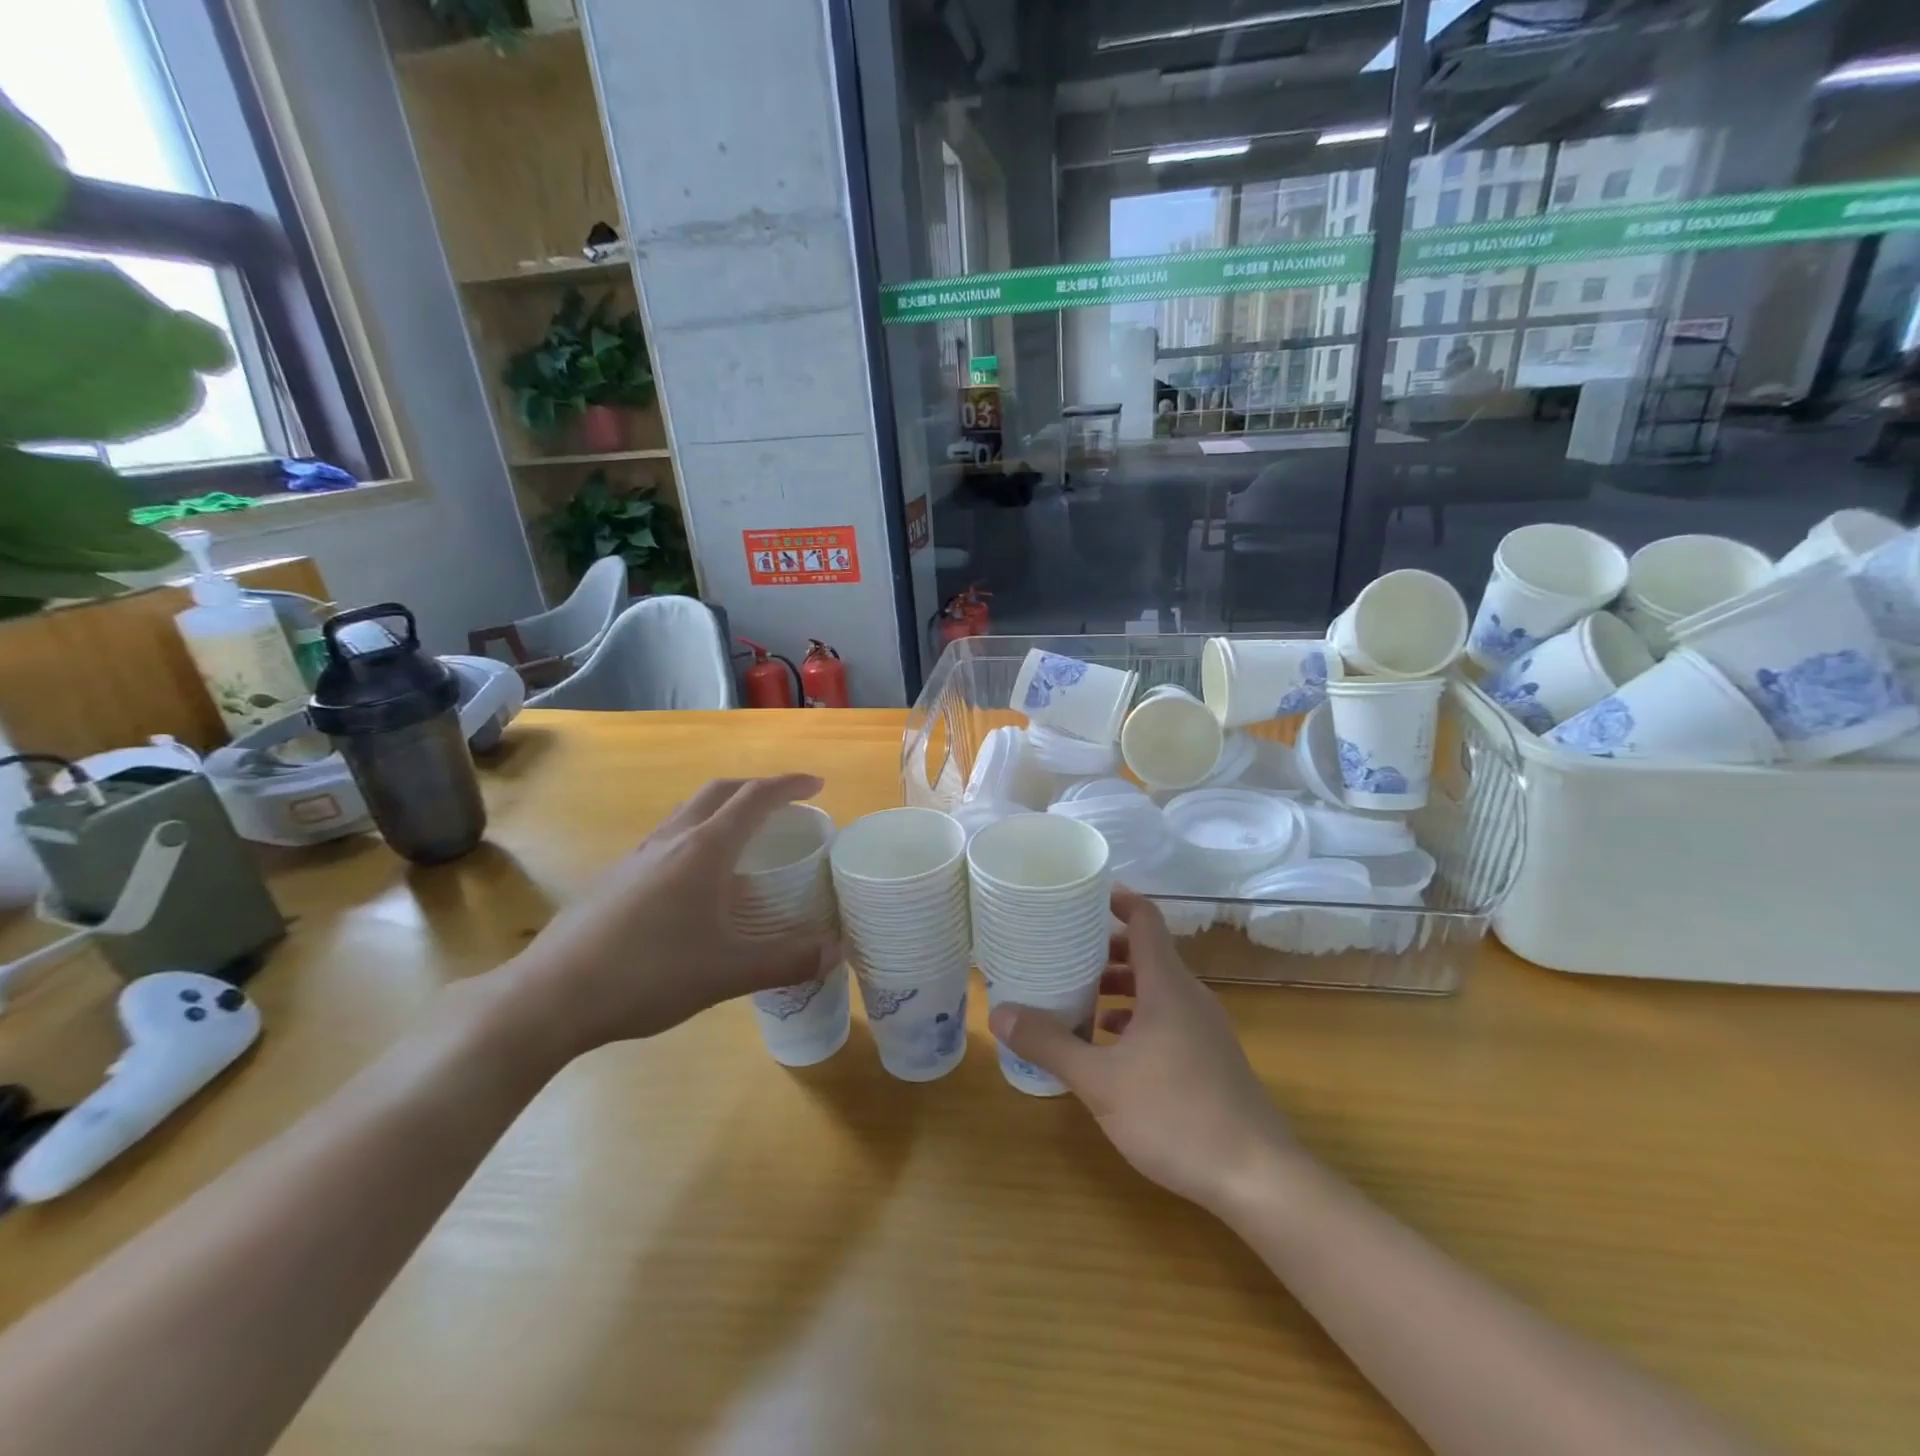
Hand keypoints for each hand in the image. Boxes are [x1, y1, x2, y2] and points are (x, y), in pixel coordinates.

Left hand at [501, 776, 837, 1055]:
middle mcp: (671, 840)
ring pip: (689, 812)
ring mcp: (638, 857)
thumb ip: (786, 961)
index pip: (754, 799)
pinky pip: (668, 838)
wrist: (550, 996)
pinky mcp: (616, 878)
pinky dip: (698, 837)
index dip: (788, 786)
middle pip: (719, 792)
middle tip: (785, 805)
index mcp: (703, 850)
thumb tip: (836, 952)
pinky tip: (698, 881)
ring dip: (723, 810)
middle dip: (756, 788)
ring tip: (746, 838)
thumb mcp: (727, 972)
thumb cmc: (648, 974)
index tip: (816, 786)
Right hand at [987, 887, 1299, 1212]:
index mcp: (1167, 986)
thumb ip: (1050, 1044)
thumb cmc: (1176, 1116)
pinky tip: (1110, 1047)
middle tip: (1063, 953)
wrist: (1259, 1178)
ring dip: (1119, 988)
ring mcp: (1205, 1029)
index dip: (1118, 899)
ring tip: (1078, 999)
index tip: (1084, 894)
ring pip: (1157, 989)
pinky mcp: (1211, 1059)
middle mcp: (1190, 997)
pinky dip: (1136, 1018)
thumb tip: (999, 1012)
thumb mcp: (1101, 1082)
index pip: (1145, 919)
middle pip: (1147, 953)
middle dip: (1105, 950)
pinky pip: (1168, 1018)